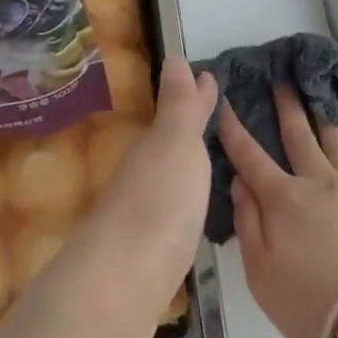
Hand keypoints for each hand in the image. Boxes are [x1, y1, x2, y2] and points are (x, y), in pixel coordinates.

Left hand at [50, 58, 217, 337]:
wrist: (125, 281)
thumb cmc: (158, 201)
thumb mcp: (175, 143)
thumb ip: (179, 106)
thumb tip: (173, 56)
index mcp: (153, 148)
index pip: (177, 114)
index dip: (194, 97)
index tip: (209, 76)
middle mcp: (145, 176)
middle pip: (170, 143)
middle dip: (190, 125)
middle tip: (213, 108)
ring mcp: (146, 214)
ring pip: (170, 175)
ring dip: (188, 161)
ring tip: (211, 152)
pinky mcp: (153, 250)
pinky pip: (175, 208)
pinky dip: (187, 196)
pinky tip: (196, 204)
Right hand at [217, 86, 337, 337]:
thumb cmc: (310, 302)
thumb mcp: (261, 272)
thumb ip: (248, 223)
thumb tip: (240, 183)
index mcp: (283, 199)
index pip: (251, 156)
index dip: (235, 128)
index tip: (226, 102)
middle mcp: (319, 183)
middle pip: (300, 136)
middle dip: (287, 107)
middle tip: (282, 81)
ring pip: (336, 143)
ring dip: (322, 120)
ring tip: (318, 103)